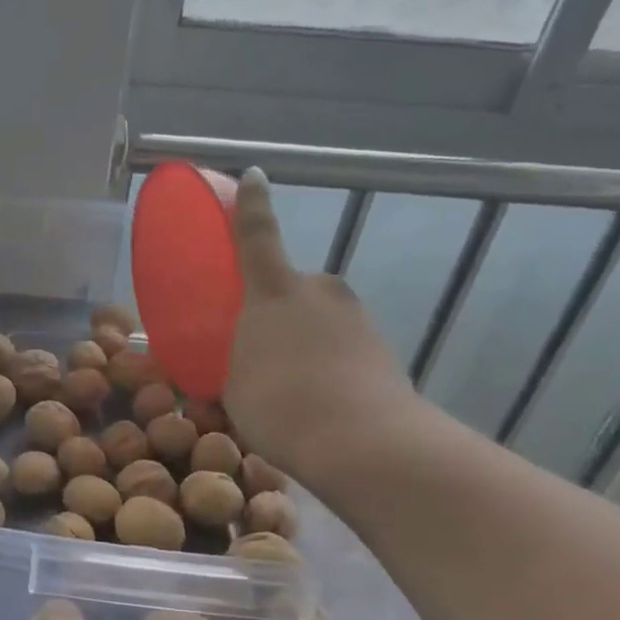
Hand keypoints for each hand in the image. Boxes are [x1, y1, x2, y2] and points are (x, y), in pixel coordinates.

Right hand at [223, 168, 426, 489]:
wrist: (363, 444)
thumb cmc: (278, 404)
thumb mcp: (233, 387)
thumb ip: (236, 365)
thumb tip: (238, 370)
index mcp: (274, 290)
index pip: (258, 234)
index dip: (253, 203)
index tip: (255, 175)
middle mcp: (320, 291)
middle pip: (294, 287)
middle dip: (279, 309)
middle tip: (262, 348)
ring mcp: (358, 319)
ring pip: (322, 320)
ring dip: (306, 341)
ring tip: (293, 387)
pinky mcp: (385, 350)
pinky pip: (344, 348)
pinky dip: (331, 366)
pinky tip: (320, 403)